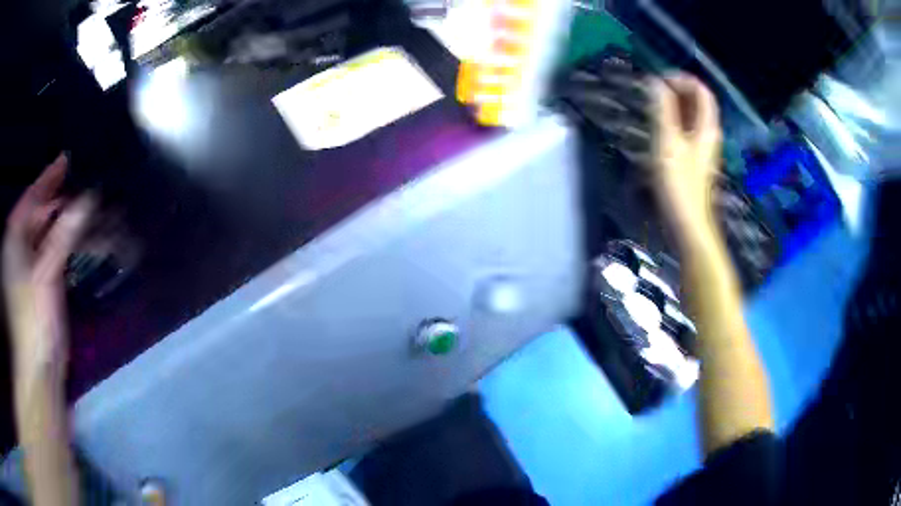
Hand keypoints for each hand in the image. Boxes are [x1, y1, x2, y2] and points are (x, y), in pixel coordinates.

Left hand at [3, 154, 93, 380]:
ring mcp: (31, 267)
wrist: (35, 371)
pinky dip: (68, 245)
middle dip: (62, 200)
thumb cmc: (32, 321)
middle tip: (85, 187)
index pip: (32, 196)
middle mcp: (21, 246)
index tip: (67, 159)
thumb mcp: (44, 275)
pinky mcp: (42, 286)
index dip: (49, 177)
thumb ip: (62, 235)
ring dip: (68, 223)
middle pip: (41, 213)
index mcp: (15, 236)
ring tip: (89, 212)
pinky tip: (82, 240)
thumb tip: (87, 199)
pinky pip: (54, 254)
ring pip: (49, 234)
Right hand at [648, 74, 722, 249]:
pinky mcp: (696, 161)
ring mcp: (704, 149)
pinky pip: (688, 131)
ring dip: (675, 106)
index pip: (702, 92)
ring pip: (693, 117)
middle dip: (678, 90)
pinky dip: (675, 122)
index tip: (659, 80)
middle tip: (653, 90)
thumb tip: (655, 82)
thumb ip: (662, 110)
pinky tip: (660, 128)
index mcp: (707, 128)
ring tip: (653, 105)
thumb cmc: (679, 185)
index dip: (683, 80)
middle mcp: (709, 135)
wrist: (689, 224)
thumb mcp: (668, 143)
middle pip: (699, 103)